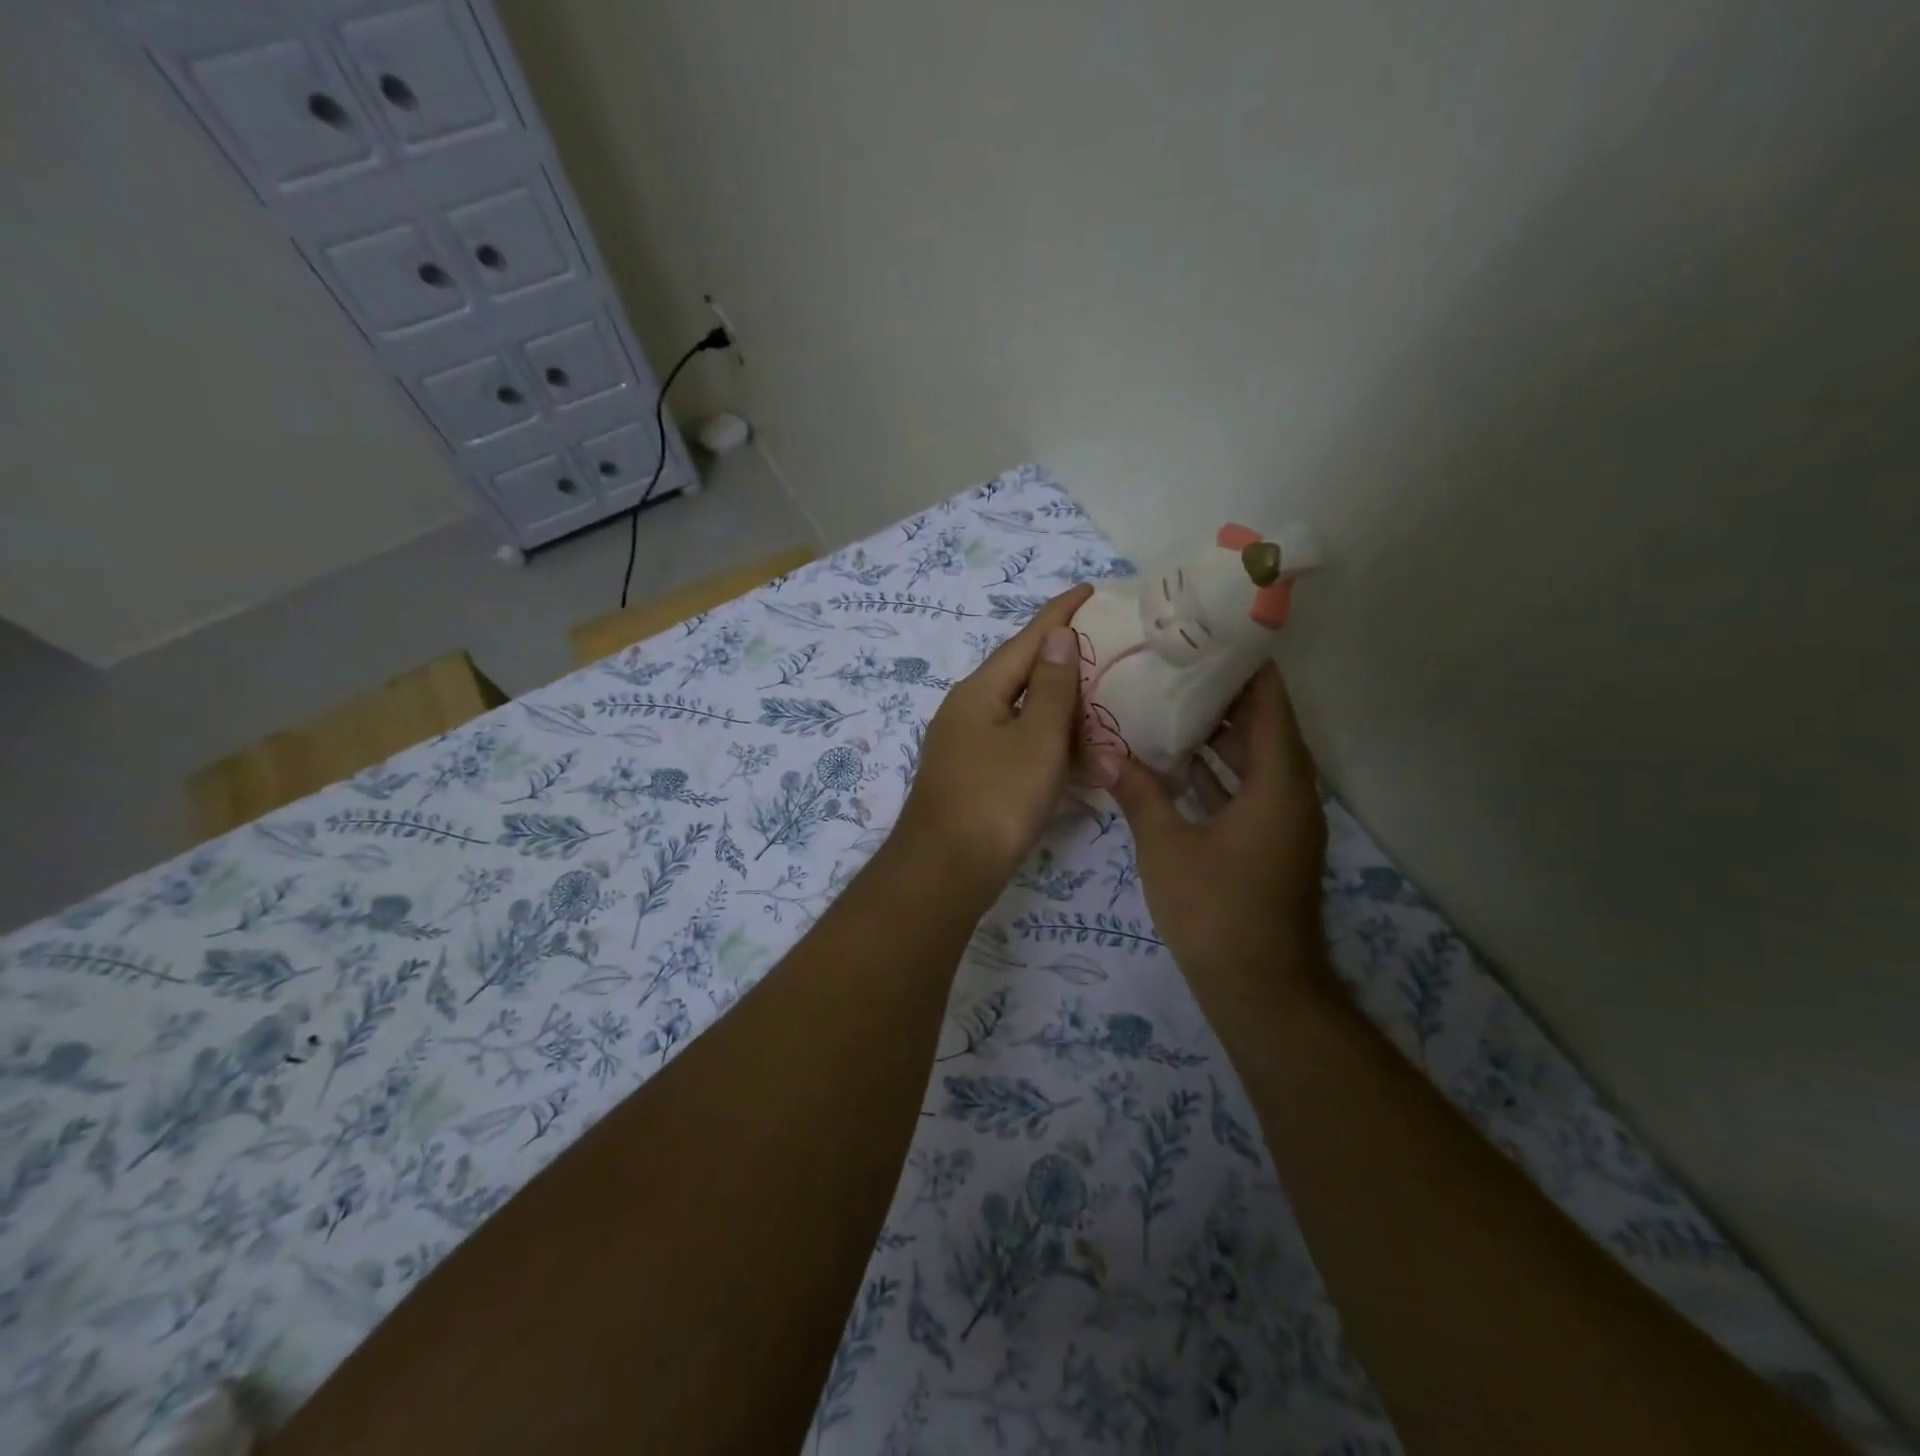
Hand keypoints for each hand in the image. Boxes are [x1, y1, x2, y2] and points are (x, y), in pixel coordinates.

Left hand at [894, 584, 1095, 896]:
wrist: (946, 872)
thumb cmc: (995, 799)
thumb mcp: (1036, 739)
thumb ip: (1052, 687)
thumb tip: (1057, 636)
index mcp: (979, 692)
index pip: (1026, 640)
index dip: (1059, 614)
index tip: (1089, 588)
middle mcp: (967, 711)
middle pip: (1022, 675)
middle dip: (1063, 662)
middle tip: (1107, 649)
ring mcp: (967, 747)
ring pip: (1022, 715)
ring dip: (1061, 710)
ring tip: (1101, 701)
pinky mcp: (974, 778)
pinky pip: (1019, 747)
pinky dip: (1049, 746)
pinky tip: (1075, 754)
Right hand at [1107, 662, 1327, 984]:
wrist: (1261, 991)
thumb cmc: (1217, 911)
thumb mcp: (1166, 846)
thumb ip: (1137, 792)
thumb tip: (1102, 751)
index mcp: (1277, 780)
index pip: (1269, 700)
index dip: (1244, 663)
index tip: (1206, 634)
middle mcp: (1288, 791)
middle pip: (1261, 724)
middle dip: (1219, 692)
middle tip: (1170, 662)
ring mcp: (1279, 820)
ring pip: (1250, 759)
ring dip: (1214, 733)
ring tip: (1164, 699)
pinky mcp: (1266, 843)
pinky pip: (1243, 789)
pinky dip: (1213, 772)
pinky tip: (1171, 761)